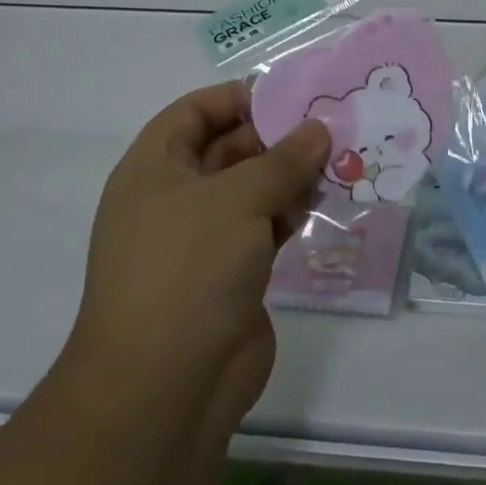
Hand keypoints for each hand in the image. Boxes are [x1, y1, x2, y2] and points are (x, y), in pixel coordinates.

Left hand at [64, 81, 330, 439]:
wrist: (166, 388)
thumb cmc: (189, 268)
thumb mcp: (239, 199)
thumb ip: (283, 160)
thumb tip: (318, 129)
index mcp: (153, 169)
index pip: (193, 112)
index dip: (237, 98)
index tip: (289, 96)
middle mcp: (172, 199)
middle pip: (226, 150)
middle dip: (274, 139)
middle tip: (327, 129)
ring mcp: (199, 241)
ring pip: (248, 191)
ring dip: (287, 177)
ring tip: (332, 163)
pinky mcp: (227, 276)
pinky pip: (260, 229)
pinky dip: (286, 214)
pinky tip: (317, 205)